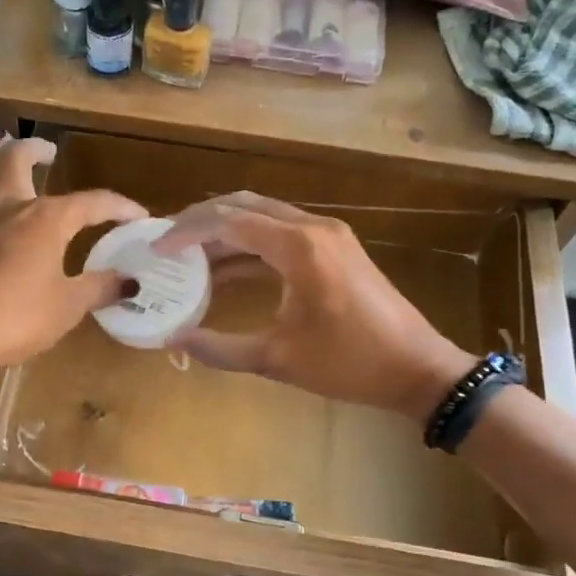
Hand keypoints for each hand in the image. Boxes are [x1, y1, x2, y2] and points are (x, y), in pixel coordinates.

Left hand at [0, 138, 145, 413]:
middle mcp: (7, 207)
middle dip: (36, 149)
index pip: (91, 202)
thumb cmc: (12, 318)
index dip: (119, 207)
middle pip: (17, 159)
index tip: (139, 216)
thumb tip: (131, 281)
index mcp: (44, 219)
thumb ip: (99, 289)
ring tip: (6, 155)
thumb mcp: (66, 308)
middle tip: (49, 151)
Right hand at [152, 192, 473, 424]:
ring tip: (188, 254)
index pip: (228, 221)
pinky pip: (282, 232)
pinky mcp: (336, 248)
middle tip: (168, 242)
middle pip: (244, 205)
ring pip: (264, 215)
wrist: (418, 369)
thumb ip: (219, 349)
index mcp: (298, 247)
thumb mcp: (277, 359)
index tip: (156, 249)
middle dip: (202, 220)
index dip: (187, 232)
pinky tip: (226, 268)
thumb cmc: (349, 364)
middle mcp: (312, 228)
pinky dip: (250, 243)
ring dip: (226, 230)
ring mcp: (328, 235)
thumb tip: (173, 342)